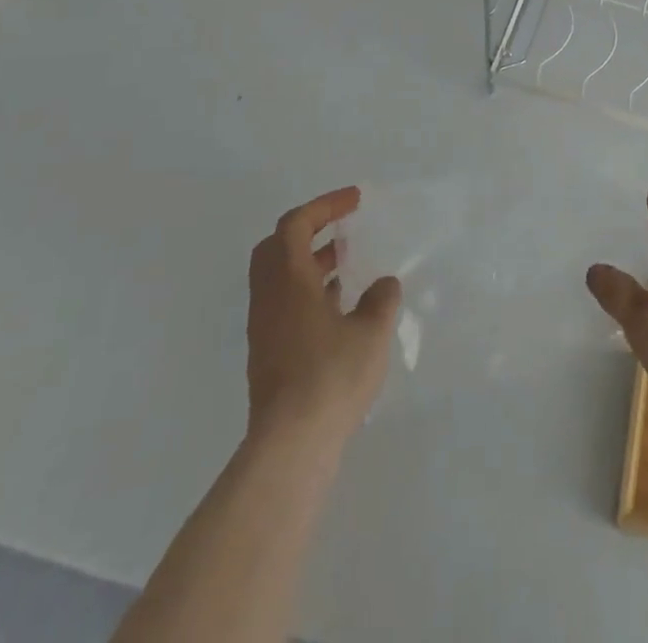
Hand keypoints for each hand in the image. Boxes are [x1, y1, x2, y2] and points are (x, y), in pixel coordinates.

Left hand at [246, 188, 400, 442]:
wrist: (290, 446)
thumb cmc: (331, 377)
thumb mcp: (371, 331)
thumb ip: (381, 299)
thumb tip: (383, 285)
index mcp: (288, 281)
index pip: (296, 224)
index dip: (325, 205)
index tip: (355, 201)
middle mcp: (269, 299)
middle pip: (277, 247)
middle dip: (309, 229)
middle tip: (341, 229)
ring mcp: (265, 329)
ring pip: (278, 277)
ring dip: (309, 262)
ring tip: (346, 264)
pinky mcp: (268, 355)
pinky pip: (283, 303)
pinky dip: (307, 290)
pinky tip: (338, 307)